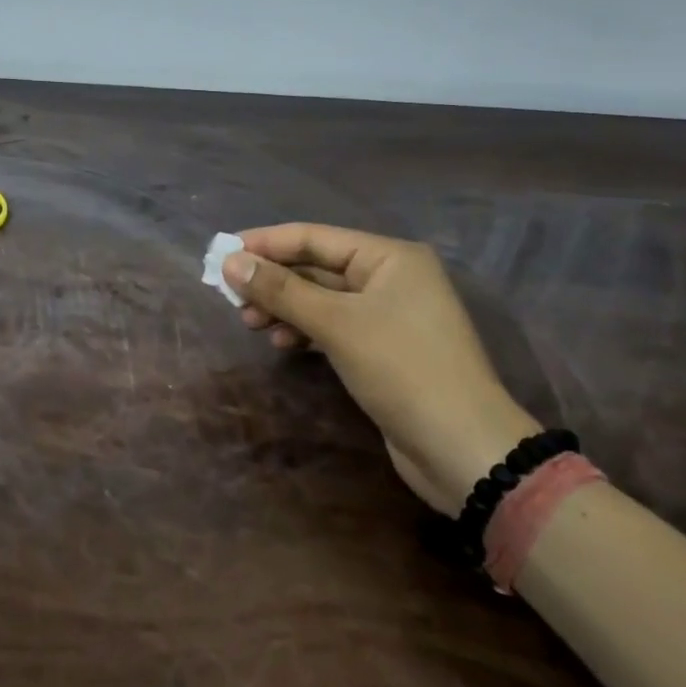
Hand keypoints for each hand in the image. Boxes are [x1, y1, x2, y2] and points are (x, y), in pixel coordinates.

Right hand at [224, 223, 539, 513]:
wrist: (463, 449)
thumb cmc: (402, 369)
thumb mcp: (336, 324)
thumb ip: (281, 290)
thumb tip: (230, 262)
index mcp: (388, 257)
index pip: (314, 237)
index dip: (265, 244)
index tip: (221, 254)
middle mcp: (391, 277)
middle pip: (316, 267)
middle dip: (273, 281)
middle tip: (231, 297)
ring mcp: (389, 314)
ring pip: (321, 298)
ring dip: (284, 307)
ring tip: (250, 323)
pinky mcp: (384, 348)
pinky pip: (333, 325)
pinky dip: (305, 330)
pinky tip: (283, 344)